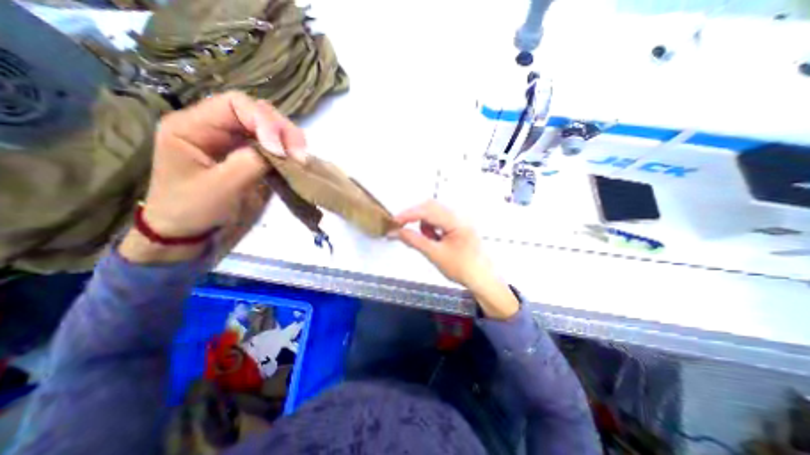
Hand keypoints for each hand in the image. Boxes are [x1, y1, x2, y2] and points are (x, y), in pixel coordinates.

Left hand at [119, 91, 306, 262]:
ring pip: (270, 128)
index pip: (235, 105)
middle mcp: (216, 127)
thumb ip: (249, 163)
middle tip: (300, 155)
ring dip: (290, 140)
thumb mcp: (220, 187)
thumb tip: (280, 151)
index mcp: (193, 126)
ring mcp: (235, 142)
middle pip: (257, 112)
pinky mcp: (250, 157)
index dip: (264, 122)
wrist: (191, 232)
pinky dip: (289, 152)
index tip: (280, 151)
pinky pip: (274, 147)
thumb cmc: (194, 211)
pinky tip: (297, 162)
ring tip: (301, 158)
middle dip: (283, 130)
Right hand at [394, 201, 519, 317]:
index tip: (394, 222)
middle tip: (403, 228)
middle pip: (431, 207)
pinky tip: (434, 239)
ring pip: (435, 213)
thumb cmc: (462, 268)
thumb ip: (414, 240)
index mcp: (456, 221)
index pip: (427, 210)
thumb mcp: (434, 254)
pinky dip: (432, 227)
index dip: (408, 215)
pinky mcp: (459, 225)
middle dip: (415, 216)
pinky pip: (440, 220)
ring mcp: (460, 220)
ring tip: (428, 241)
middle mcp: (459, 216)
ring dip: (425, 223)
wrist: (482, 279)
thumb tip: (396, 233)